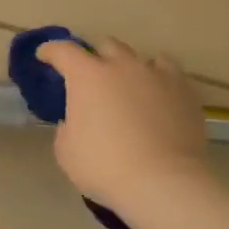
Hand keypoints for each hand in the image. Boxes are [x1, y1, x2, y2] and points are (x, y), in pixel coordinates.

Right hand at [34, 38, 213, 215]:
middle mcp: (122, 66)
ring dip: (129, 67)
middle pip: (106, 45)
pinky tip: (157, 94)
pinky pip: (168, 72)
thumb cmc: (104, 167)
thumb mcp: (66, 150)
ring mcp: (156, 75)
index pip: (63, 50)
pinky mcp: (184, 91)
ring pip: (140, 56)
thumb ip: (68, 126)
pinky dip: (158, 79)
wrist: (162, 183)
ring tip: (128, 85)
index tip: (44, 56)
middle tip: (91, 76)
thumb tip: (78, 120)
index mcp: (87, 76)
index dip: (50, 51)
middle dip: (95, 56)